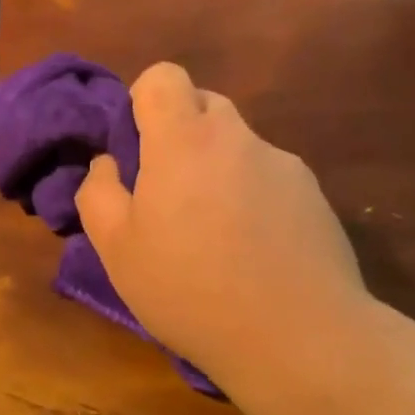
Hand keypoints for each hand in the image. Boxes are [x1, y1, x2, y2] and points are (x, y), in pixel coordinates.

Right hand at [76, 63, 367, 408]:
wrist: (298, 338)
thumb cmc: (189, 289)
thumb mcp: (116, 248)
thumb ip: (99, 192)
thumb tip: (109, 164)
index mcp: (184, 141)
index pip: (164, 77)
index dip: (141, 101)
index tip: (134, 150)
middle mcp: (238, 138)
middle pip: (203, 104)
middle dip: (177, 134)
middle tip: (164, 194)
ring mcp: (284, 166)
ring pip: (237, 145)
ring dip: (215, 169)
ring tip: (210, 234)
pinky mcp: (315, 197)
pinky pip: (268, 178)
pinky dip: (250, 197)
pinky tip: (251, 251)